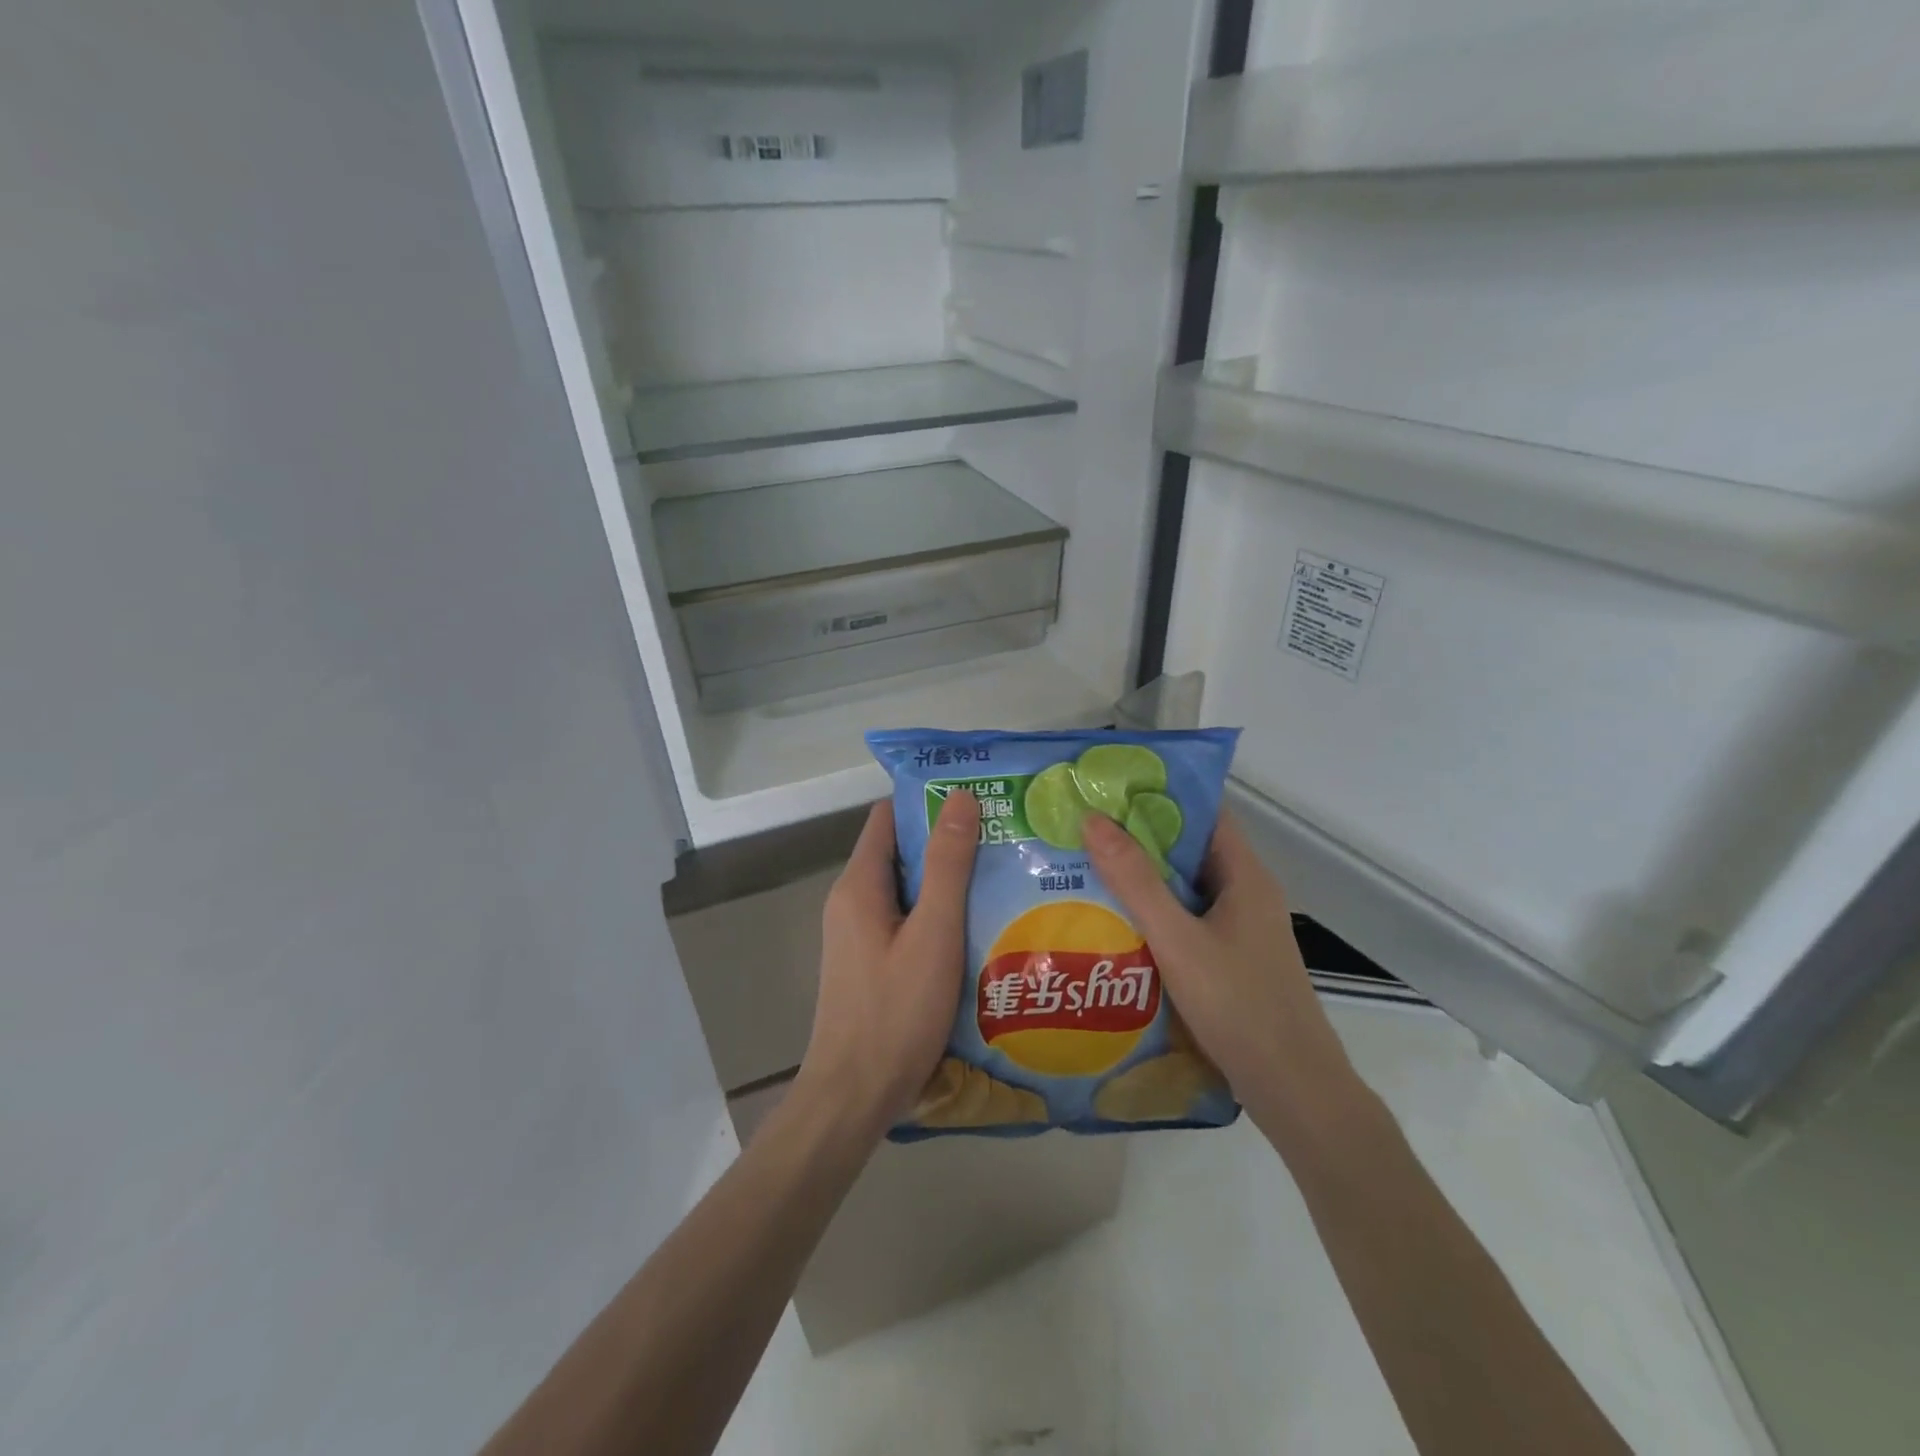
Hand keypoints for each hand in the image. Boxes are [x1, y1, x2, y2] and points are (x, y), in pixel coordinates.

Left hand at [796, 791, 980, 1140]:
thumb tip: (960, 798)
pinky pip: (905, 921)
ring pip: (906, 889)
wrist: (854, 1096)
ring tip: (1000, 876)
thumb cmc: (896, 1011)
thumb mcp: (933, 933)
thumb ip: (947, 865)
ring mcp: (857, 935)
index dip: (928, 801)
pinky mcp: (869, 963)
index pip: (889, 816)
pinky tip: (977, 927)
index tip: (977, 798)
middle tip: (1002, 837)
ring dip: (946, 881)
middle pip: (899, 852)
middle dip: (946, 841)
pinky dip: (937, 914)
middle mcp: (852, 901)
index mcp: (859, 885)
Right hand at [1082, 809, 1365, 1146]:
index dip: (1159, 795)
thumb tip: (1092, 819)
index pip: (1203, 813)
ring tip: (1086, 868)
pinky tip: (1114, 923)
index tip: (1108, 788)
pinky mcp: (1230, 961)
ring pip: (1185, 889)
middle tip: (1083, 828)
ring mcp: (1240, 930)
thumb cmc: (1239, 1005)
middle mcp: (1246, 894)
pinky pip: (1186, 922)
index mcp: (1245, 875)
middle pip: (1189, 850)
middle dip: (1139, 837)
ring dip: (1142, 879)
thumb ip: (1135, 881)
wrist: (1293, 1090)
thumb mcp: (1178, 939)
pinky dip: (1153, 915)